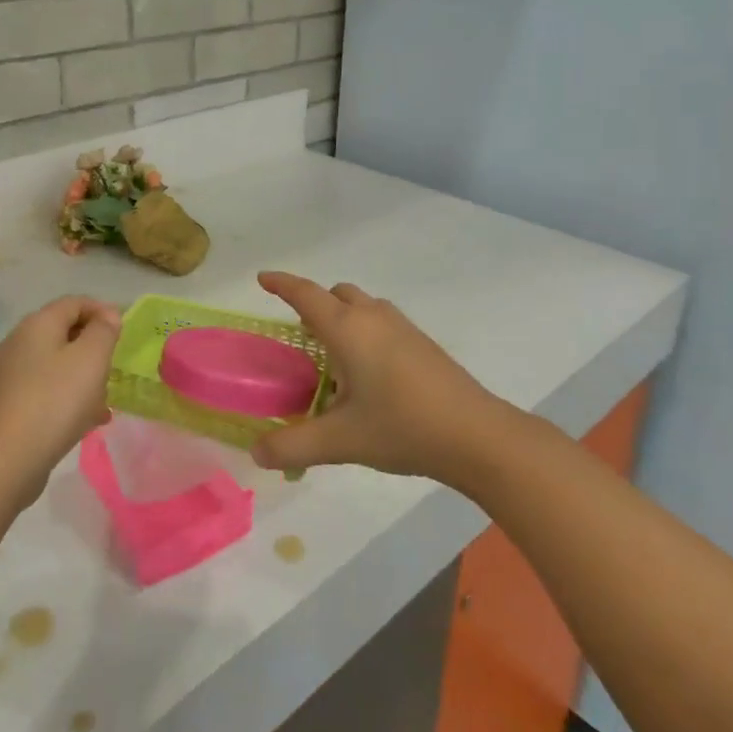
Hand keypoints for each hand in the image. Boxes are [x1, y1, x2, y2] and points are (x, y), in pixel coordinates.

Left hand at [0, 295, 121, 509]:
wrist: (5, 461)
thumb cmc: (55, 401)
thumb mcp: (91, 359)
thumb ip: (104, 331)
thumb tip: (107, 314)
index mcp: (38, 325)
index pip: (74, 302)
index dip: (102, 311)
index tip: (124, 332)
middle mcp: (19, 343)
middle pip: (65, 333)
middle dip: (94, 348)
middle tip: (114, 368)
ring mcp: (11, 375)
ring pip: (57, 365)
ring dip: (84, 377)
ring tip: (103, 402)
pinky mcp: (10, 405)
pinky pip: (47, 390)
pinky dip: (69, 398)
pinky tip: (85, 421)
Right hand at [250, 272, 504, 487]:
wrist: (476, 435)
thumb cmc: (401, 426)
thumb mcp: (340, 441)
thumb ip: (292, 446)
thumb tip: (256, 454)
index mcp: (347, 328)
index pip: (305, 294)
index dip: (281, 283)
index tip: (262, 278)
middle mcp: (373, 317)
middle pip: (336, 294)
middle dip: (314, 304)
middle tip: (300, 336)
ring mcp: (403, 328)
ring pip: (363, 307)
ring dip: (342, 318)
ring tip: (333, 358)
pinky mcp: (422, 344)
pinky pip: (382, 323)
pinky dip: (364, 332)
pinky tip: (369, 374)